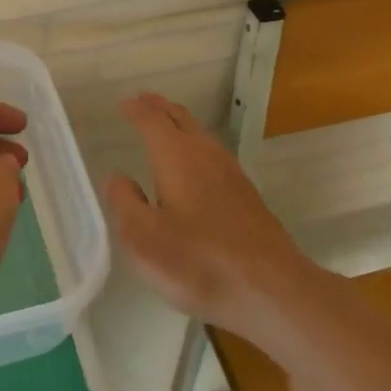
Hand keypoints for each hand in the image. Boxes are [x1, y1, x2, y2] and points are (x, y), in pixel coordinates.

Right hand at [105, 92, 313, 347]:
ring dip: (179, 124)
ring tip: (165, 125)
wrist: (272, 289)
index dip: (136, 110)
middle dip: (160, 108)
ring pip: (200, 135)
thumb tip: (117, 177)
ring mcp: (231, 173)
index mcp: (177, 157)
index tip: (124, 104)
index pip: (152, 121)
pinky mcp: (246, 195)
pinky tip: (195, 165)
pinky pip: (212, 153)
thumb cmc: (200, 263)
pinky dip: (195, 145)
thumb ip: (125, 204)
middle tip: (143, 101)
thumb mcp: (145, 240)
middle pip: (181, 119)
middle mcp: (205, 154)